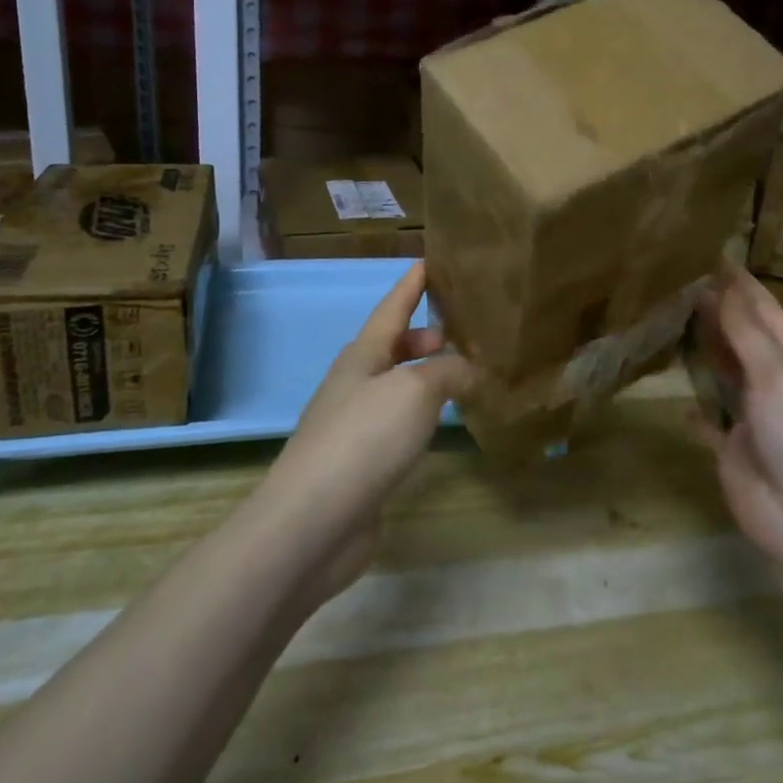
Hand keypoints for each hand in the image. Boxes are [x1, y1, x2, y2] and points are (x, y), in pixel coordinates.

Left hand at [261, 262, 474, 597]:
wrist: (313, 521)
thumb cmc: (363, 438)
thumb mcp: (415, 390)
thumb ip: (448, 371)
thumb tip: (468, 369)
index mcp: (362, 355)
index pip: (392, 308)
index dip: (411, 284)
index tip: (429, 261)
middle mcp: (355, 383)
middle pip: (391, 347)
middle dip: (422, 335)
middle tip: (460, 333)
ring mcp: (354, 425)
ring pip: (395, 386)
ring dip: (424, 376)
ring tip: (460, 376)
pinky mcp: (360, 463)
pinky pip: (397, 422)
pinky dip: (421, 414)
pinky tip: (439, 425)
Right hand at [691, 268, 782, 570]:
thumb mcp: (776, 375)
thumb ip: (745, 332)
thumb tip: (720, 285)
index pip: (764, 311)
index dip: (741, 285)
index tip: (713, 256)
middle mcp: (772, 383)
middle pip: (742, 338)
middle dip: (717, 311)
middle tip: (679, 282)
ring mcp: (753, 418)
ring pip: (725, 375)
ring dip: (705, 352)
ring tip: (672, 323)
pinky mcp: (733, 450)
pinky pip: (710, 423)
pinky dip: (695, 411)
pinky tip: (676, 401)